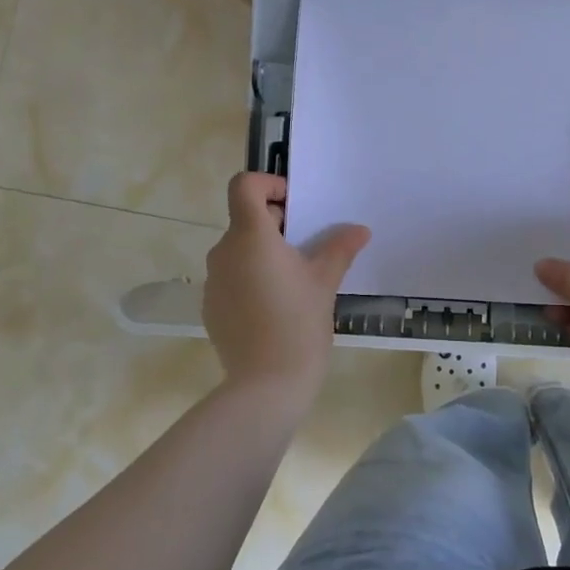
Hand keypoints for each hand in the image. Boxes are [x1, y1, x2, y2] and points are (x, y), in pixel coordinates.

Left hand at [204, 173, 369, 394]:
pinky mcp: (210, 307)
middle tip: (308, 249)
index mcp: (251, 236)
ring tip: (294, 281)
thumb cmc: (299, 323)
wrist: (266, 385)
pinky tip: (274, 307)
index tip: (294, 206)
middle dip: (276, 225)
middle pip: (245, 219)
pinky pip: (231, 278)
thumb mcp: (325, 281)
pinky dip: (251, 279)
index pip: (243, 185)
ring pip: (239, 251)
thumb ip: (340, 248)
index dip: (268, 185)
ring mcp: (212, 281)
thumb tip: (359, 229)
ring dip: (264, 254)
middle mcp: (223, 252)